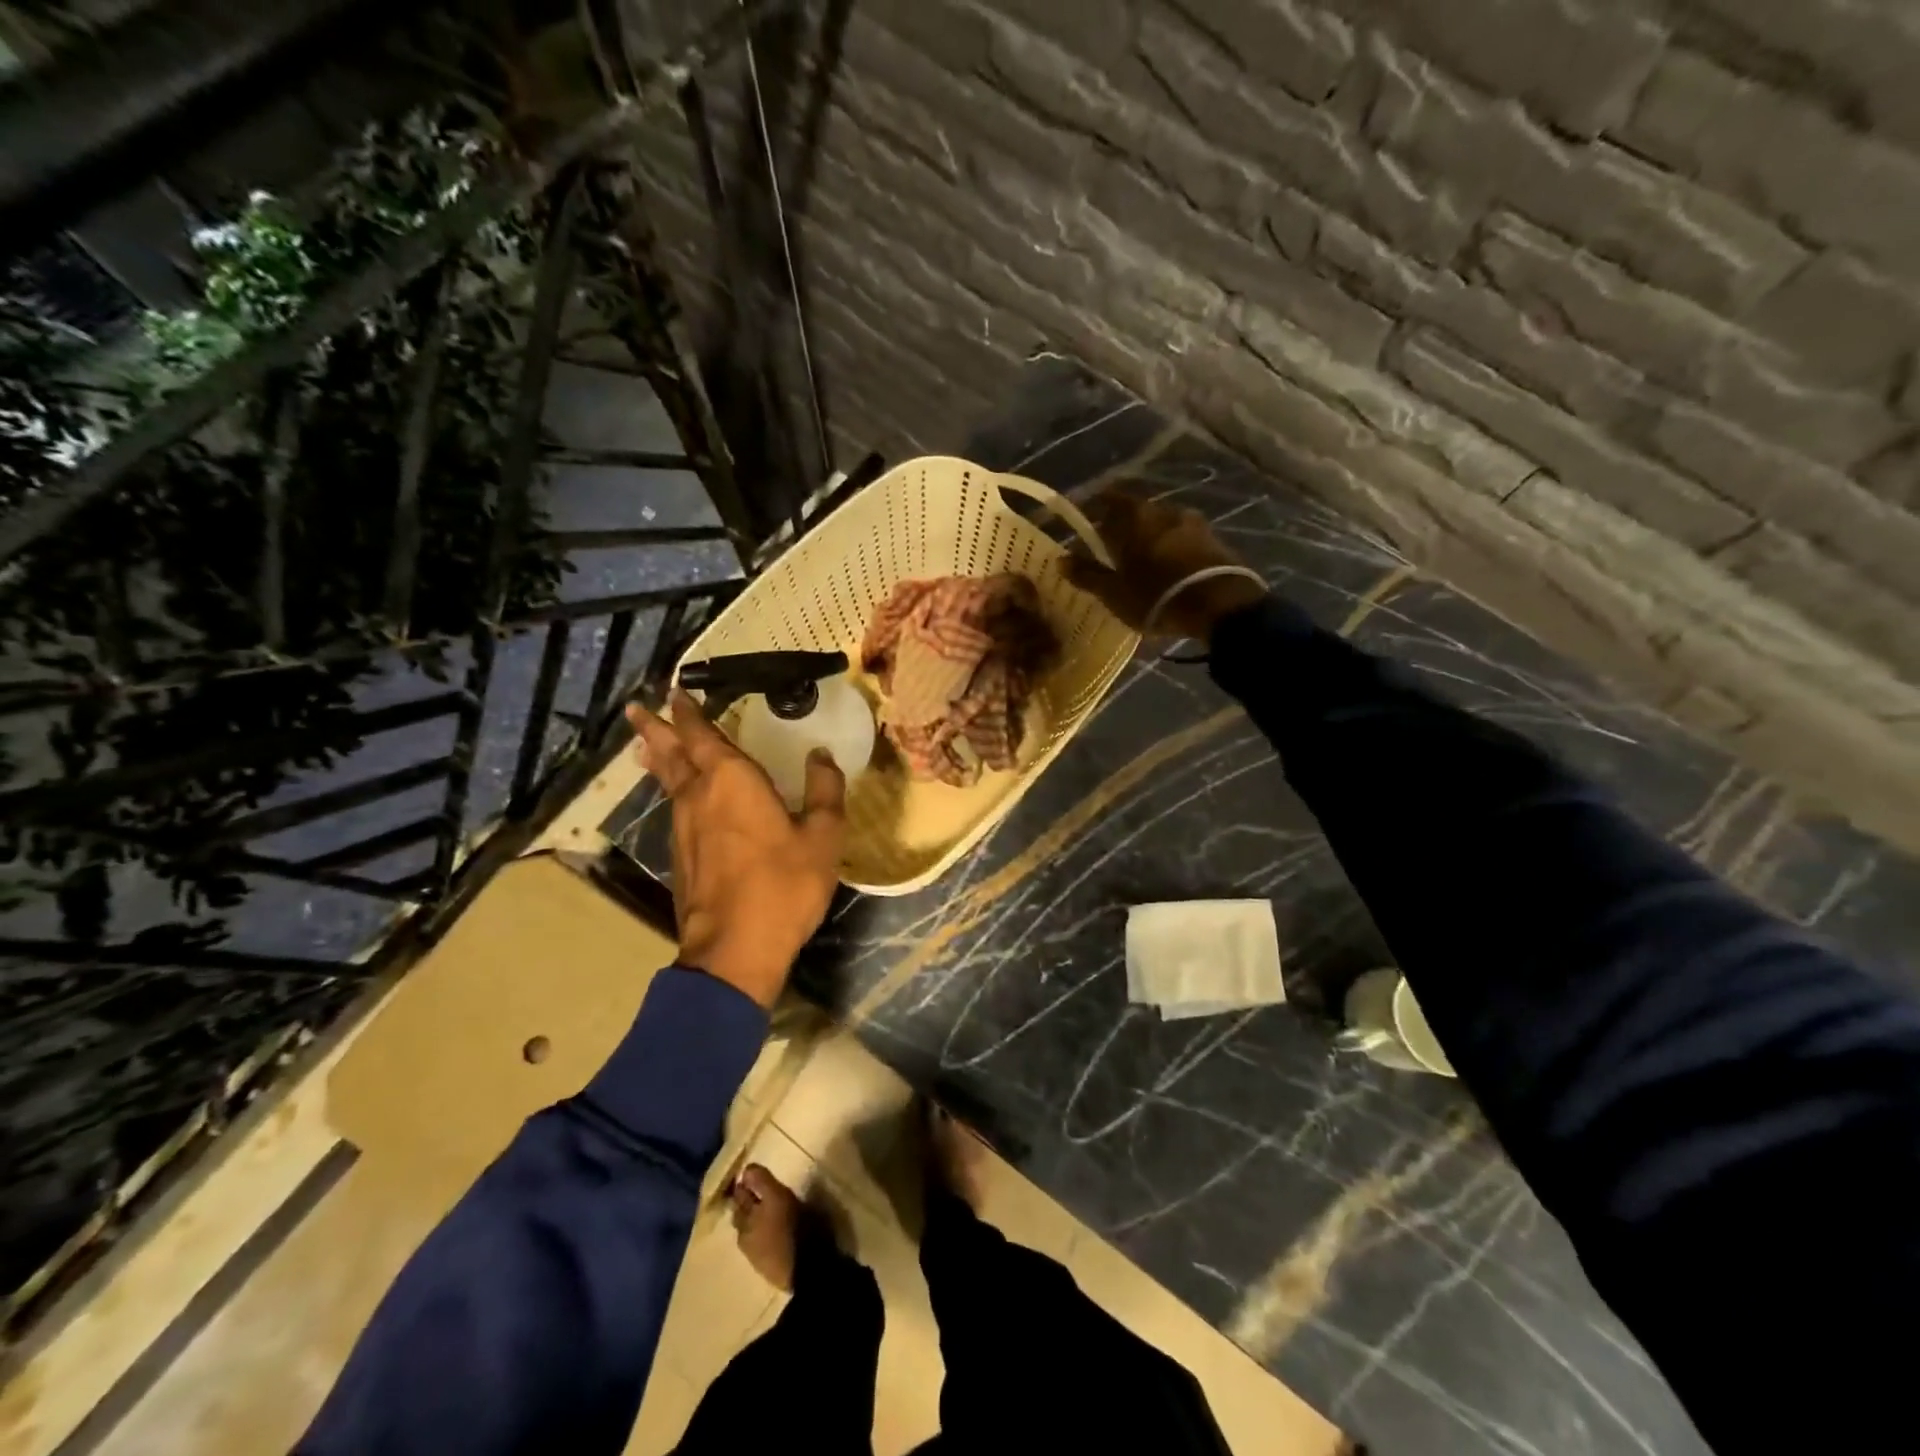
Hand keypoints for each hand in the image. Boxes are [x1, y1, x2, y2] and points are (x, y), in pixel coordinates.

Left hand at [625, 689, 845, 1007]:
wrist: (735, 949)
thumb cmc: (784, 885)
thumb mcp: (822, 836)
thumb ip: (824, 790)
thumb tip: (822, 755)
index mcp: (731, 781)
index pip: (702, 734)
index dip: (689, 712)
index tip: (677, 690)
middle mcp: (699, 796)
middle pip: (671, 753)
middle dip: (656, 727)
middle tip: (639, 707)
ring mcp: (683, 828)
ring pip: (668, 781)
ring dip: (660, 757)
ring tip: (651, 742)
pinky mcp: (681, 856)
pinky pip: (674, 807)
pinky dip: (671, 788)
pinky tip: (679, 794)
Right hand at [1064, 490, 1266, 640]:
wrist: (1220, 604)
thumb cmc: (1156, 596)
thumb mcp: (1114, 592)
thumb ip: (1087, 574)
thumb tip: (1060, 559)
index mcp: (1134, 516)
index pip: (1108, 499)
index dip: (1095, 507)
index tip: (1086, 520)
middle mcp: (1163, 510)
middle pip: (1136, 512)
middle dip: (1122, 526)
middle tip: (1111, 548)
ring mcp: (1192, 523)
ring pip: (1161, 525)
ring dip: (1149, 538)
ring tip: (1141, 561)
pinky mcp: (1213, 540)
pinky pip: (1182, 538)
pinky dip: (1170, 548)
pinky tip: (1167, 568)